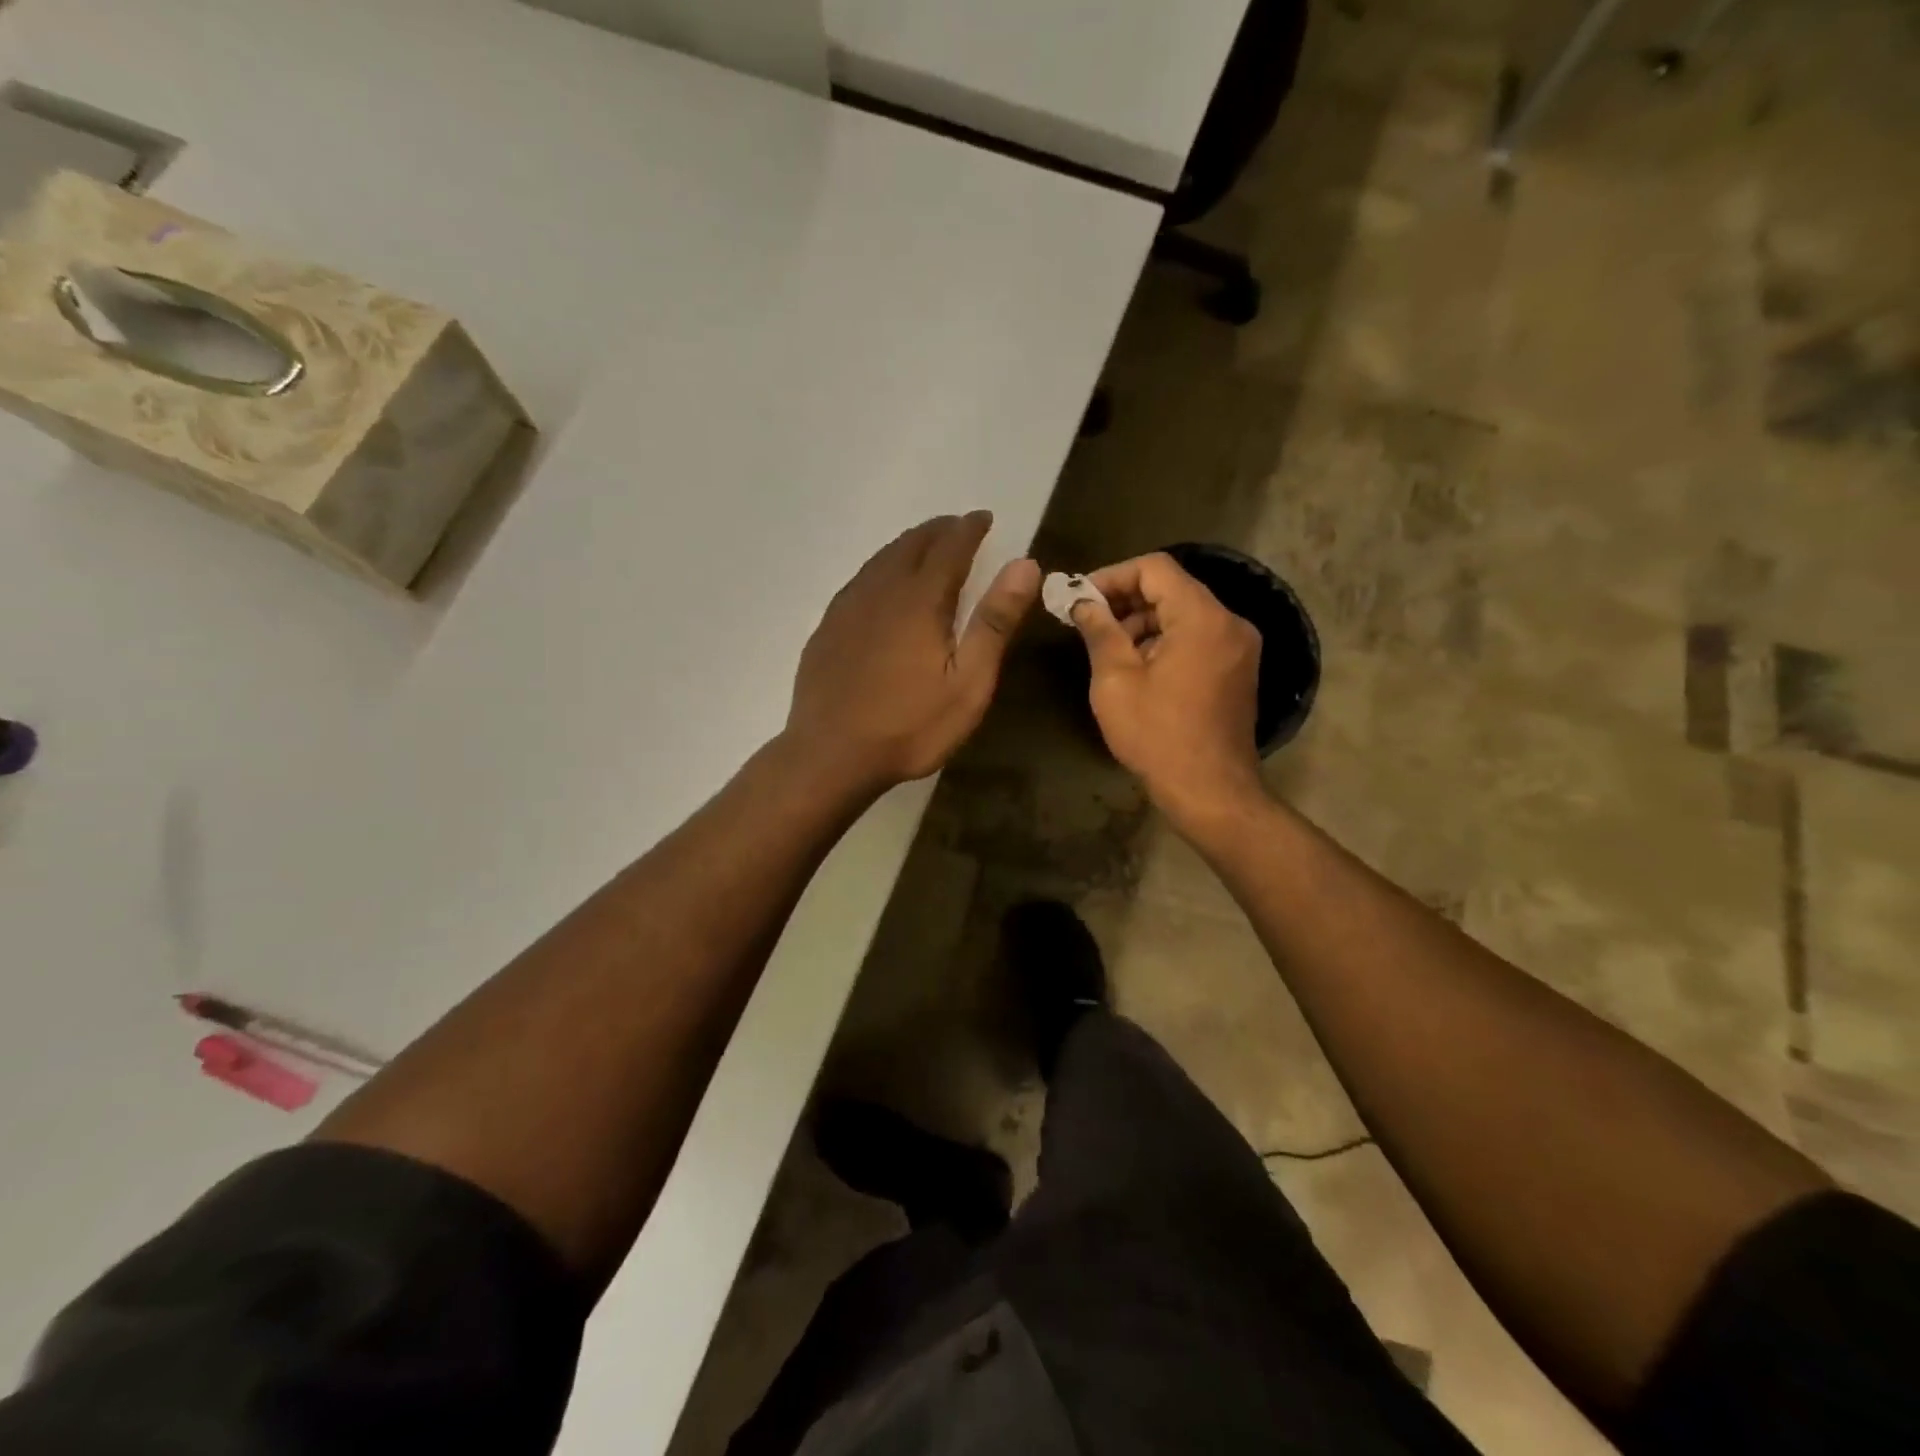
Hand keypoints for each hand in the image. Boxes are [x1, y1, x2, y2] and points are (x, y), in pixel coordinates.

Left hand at [786, 512, 1040, 795]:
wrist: (830, 755)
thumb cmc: (910, 725)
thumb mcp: (968, 683)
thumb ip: (994, 622)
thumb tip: (1024, 564)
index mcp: (919, 600)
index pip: (949, 548)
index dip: (969, 529)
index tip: (984, 517)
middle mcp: (880, 591)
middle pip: (911, 545)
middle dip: (938, 531)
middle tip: (957, 527)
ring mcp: (847, 609)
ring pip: (880, 560)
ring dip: (907, 545)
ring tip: (924, 545)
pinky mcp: (827, 629)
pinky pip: (859, 581)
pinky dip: (880, 569)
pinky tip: (881, 584)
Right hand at [1070, 552, 1264, 830]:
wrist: (1210, 791)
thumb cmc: (1158, 736)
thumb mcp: (1116, 681)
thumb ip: (1099, 631)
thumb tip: (1083, 602)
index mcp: (1202, 618)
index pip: (1155, 568)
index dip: (1113, 576)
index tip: (1081, 598)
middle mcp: (1230, 622)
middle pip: (1172, 589)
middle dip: (1126, 600)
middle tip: (1087, 623)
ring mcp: (1239, 647)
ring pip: (1184, 614)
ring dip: (1144, 623)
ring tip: (1108, 650)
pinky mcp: (1238, 670)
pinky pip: (1198, 638)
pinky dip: (1166, 641)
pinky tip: (1137, 669)